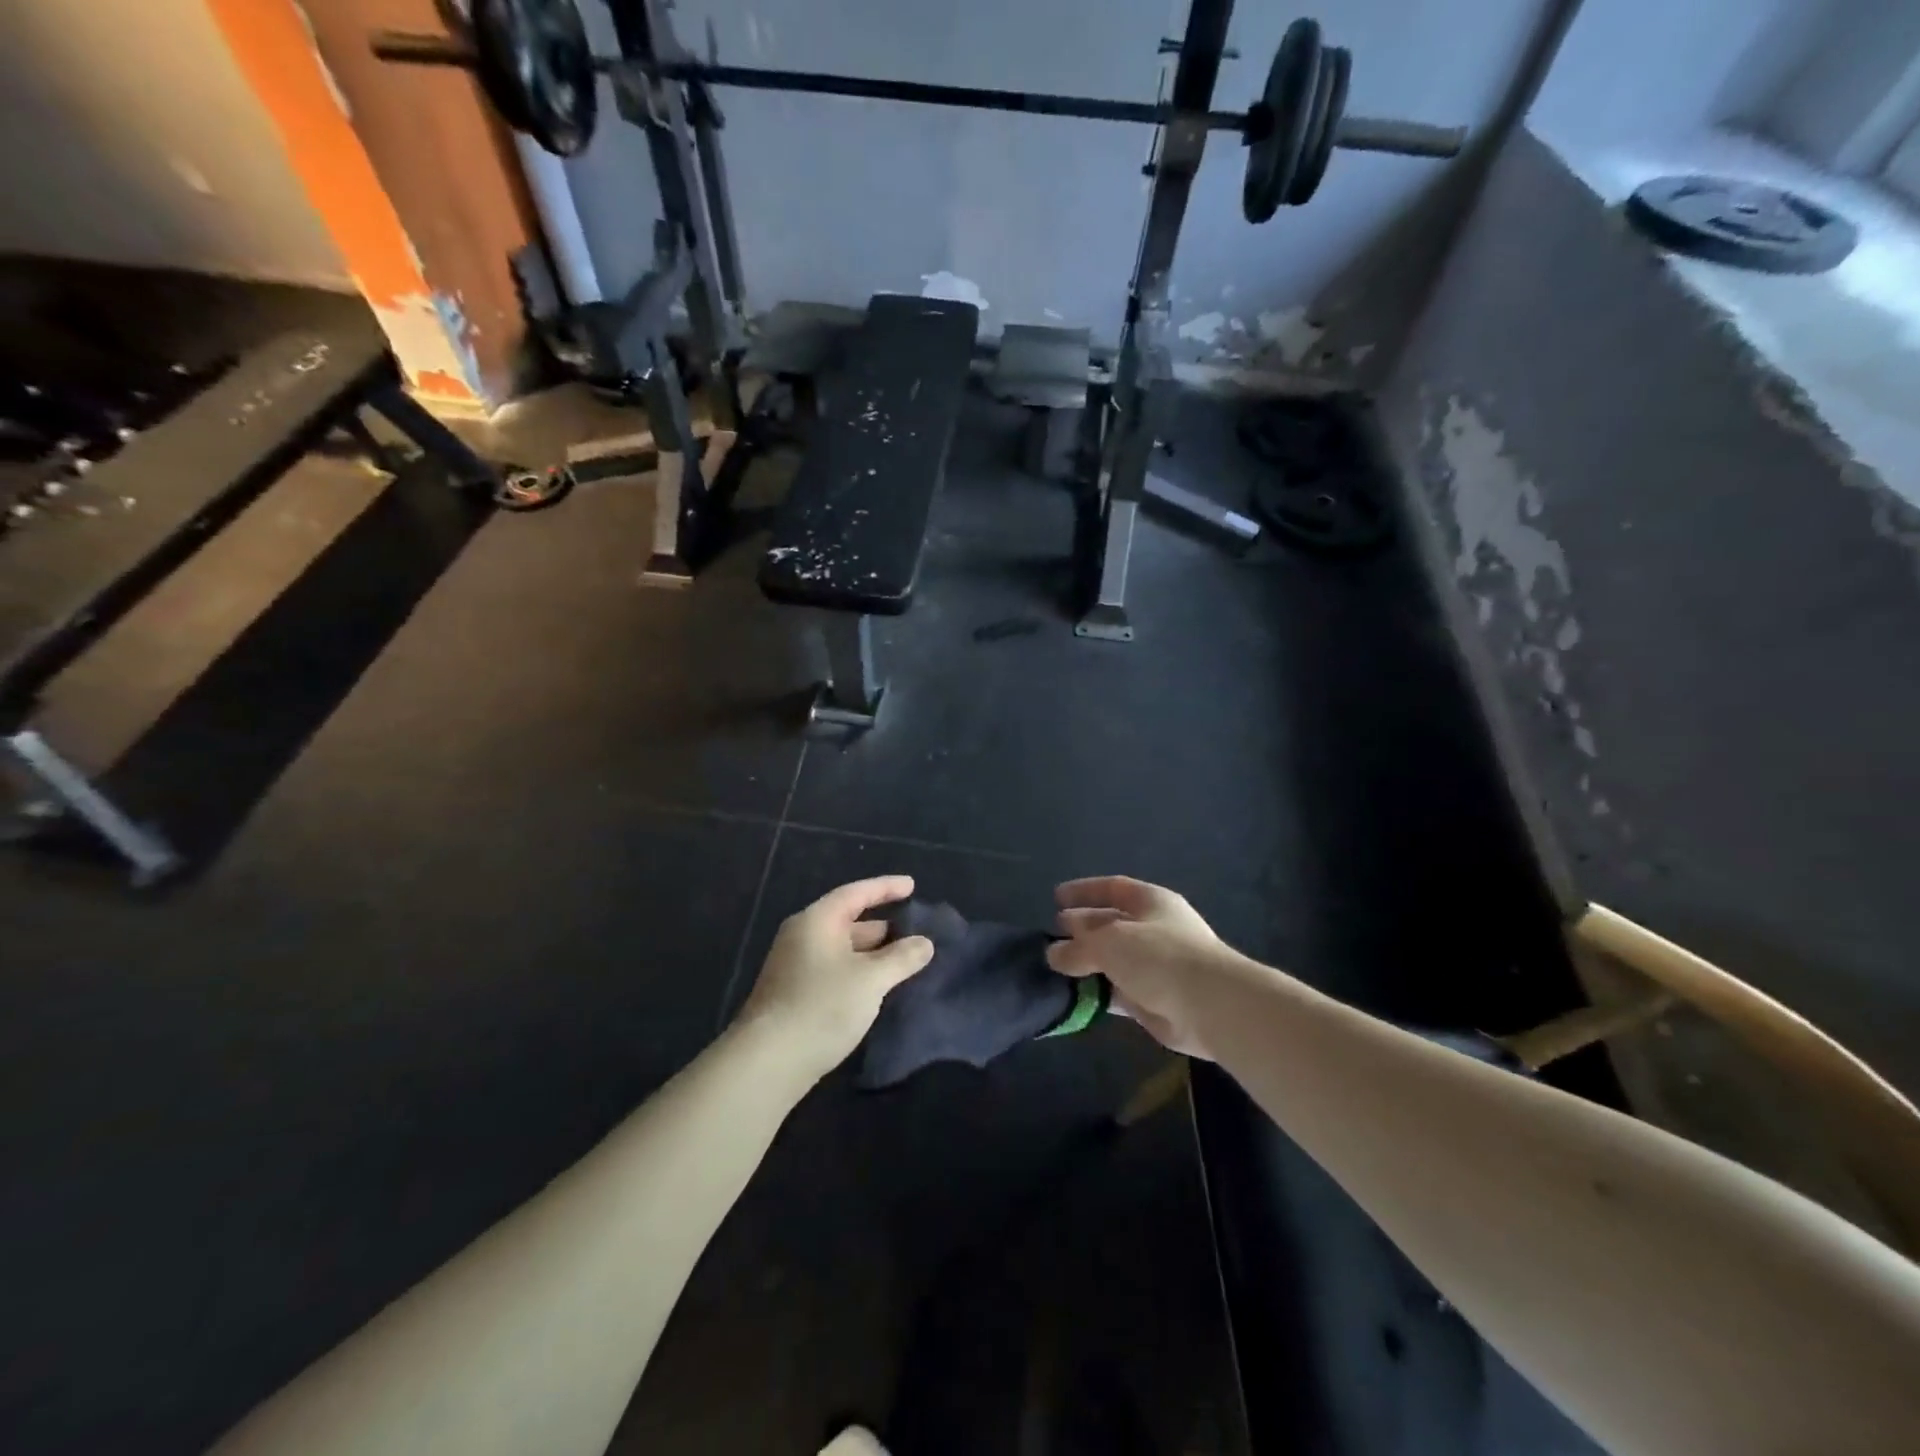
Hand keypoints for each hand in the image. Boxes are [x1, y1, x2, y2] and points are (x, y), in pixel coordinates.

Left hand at [737, 876, 935, 1080]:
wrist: (768, 1062)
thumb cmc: (822, 1007)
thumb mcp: (870, 979)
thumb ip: (901, 958)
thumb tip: (925, 943)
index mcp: (816, 921)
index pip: (856, 893)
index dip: (886, 888)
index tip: (912, 886)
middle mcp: (802, 937)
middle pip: (847, 921)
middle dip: (882, 926)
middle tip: (914, 931)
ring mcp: (794, 967)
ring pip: (841, 950)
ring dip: (871, 953)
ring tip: (902, 961)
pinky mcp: (794, 995)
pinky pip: (833, 971)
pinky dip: (857, 972)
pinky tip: (876, 989)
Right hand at [1047, 876, 1237, 1058]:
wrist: (1211, 1006)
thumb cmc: (1160, 956)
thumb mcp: (1109, 942)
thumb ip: (1078, 947)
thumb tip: (1054, 953)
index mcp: (1151, 901)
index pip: (1112, 888)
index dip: (1084, 891)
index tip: (1056, 898)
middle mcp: (1154, 929)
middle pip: (1111, 923)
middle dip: (1082, 928)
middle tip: (1052, 936)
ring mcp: (1156, 966)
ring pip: (1113, 960)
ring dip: (1087, 964)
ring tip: (1055, 968)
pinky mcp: (1154, 1000)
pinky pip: (1118, 992)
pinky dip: (1098, 992)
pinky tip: (1075, 996)